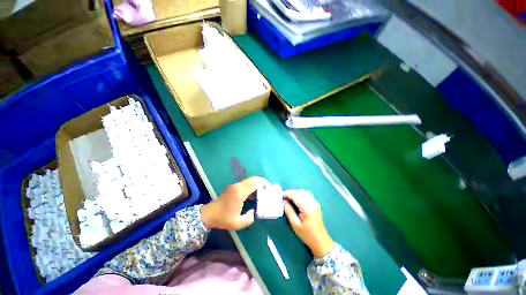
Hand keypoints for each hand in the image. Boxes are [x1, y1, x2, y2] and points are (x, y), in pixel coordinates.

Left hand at [201, 176, 269, 229]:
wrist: (209, 214)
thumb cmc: (223, 218)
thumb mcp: (237, 223)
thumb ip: (249, 218)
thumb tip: (254, 211)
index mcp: (240, 193)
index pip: (255, 183)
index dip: (264, 184)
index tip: (270, 189)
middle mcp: (238, 186)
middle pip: (253, 179)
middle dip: (262, 181)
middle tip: (269, 188)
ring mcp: (235, 185)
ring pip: (249, 180)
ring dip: (257, 183)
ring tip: (263, 190)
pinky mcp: (233, 187)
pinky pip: (246, 183)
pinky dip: (252, 185)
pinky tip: (254, 193)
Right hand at [284, 190, 333, 257]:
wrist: (321, 241)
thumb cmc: (307, 235)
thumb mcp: (295, 225)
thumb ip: (289, 211)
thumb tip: (284, 201)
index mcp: (308, 209)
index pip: (296, 196)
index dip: (288, 193)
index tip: (280, 195)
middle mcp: (313, 203)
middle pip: (300, 192)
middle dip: (290, 192)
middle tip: (283, 197)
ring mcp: (315, 202)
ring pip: (303, 192)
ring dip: (295, 193)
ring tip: (288, 197)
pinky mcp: (316, 204)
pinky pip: (307, 194)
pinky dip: (300, 194)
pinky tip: (296, 198)